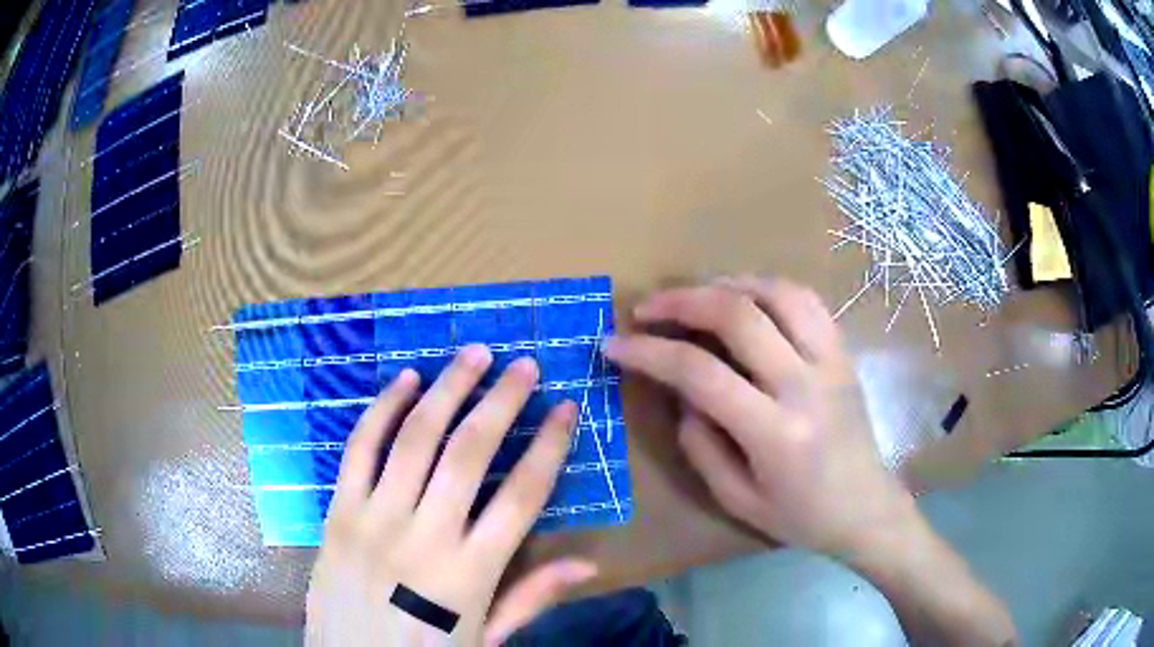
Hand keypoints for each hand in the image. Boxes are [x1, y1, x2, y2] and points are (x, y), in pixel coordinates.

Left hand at [306, 345, 597, 645]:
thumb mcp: (486, 638)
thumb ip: (531, 597)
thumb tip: (588, 563)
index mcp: (471, 572)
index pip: (523, 495)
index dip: (549, 447)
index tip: (566, 409)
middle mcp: (425, 535)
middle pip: (470, 452)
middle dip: (502, 401)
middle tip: (524, 364)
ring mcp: (375, 518)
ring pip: (416, 437)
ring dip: (448, 389)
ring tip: (474, 354)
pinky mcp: (338, 511)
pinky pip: (360, 448)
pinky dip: (383, 408)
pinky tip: (406, 380)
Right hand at [603, 276, 916, 556]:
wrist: (866, 508)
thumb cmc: (801, 516)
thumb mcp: (736, 499)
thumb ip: (701, 445)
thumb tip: (683, 395)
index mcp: (775, 432)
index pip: (701, 373)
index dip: (649, 353)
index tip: (615, 343)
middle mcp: (805, 385)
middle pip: (739, 315)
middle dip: (681, 301)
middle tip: (646, 308)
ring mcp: (830, 361)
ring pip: (777, 293)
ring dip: (727, 284)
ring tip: (694, 296)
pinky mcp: (843, 352)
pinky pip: (806, 300)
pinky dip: (767, 288)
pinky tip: (745, 299)